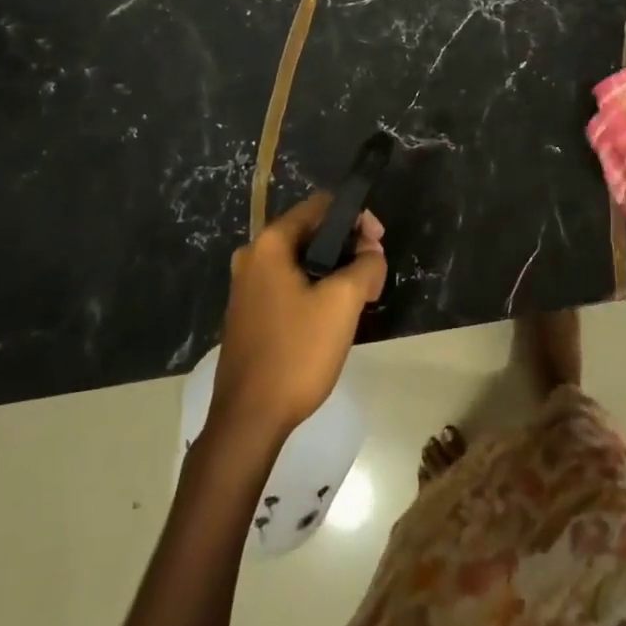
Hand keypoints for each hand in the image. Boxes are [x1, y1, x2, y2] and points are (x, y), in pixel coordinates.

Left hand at [211, 194, 387, 440]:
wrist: (249, 419)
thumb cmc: (297, 352)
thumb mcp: (343, 303)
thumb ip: (366, 266)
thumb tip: (372, 253)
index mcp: (270, 243)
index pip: (320, 206)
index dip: (356, 218)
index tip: (379, 245)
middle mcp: (252, 256)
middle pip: (311, 232)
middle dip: (347, 246)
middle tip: (374, 273)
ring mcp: (247, 286)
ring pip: (302, 261)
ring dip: (334, 269)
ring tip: (361, 295)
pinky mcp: (249, 312)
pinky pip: (289, 283)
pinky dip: (315, 287)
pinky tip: (333, 314)